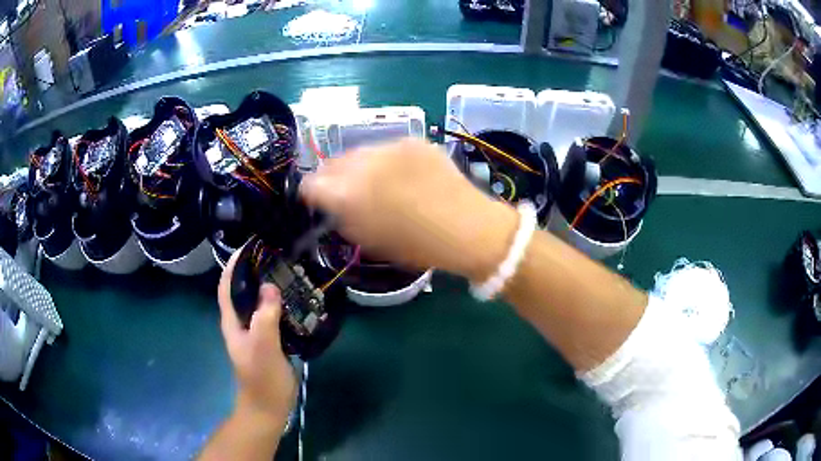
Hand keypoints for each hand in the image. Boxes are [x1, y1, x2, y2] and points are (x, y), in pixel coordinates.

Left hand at [217, 250, 296, 429]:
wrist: (269, 407)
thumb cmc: (262, 378)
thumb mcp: (263, 346)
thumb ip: (264, 317)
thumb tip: (269, 286)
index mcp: (232, 322)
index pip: (226, 286)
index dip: (233, 265)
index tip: (249, 246)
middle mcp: (241, 323)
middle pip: (242, 290)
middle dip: (253, 271)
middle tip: (275, 255)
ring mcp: (255, 332)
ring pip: (258, 302)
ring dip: (268, 286)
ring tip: (287, 271)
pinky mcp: (269, 340)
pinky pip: (272, 315)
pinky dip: (280, 303)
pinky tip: (295, 298)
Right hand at [300, 138, 517, 280]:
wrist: (467, 227)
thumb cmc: (417, 245)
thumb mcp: (370, 241)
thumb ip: (342, 218)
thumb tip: (331, 203)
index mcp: (347, 195)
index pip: (310, 183)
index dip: (311, 193)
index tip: (319, 200)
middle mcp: (363, 163)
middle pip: (332, 162)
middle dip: (333, 176)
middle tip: (346, 190)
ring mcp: (390, 146)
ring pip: (359, 151)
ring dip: (359, 166)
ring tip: (377, 181)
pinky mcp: (412, 140)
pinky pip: (386, 147)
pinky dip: (386, 160)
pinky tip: (402, 175)